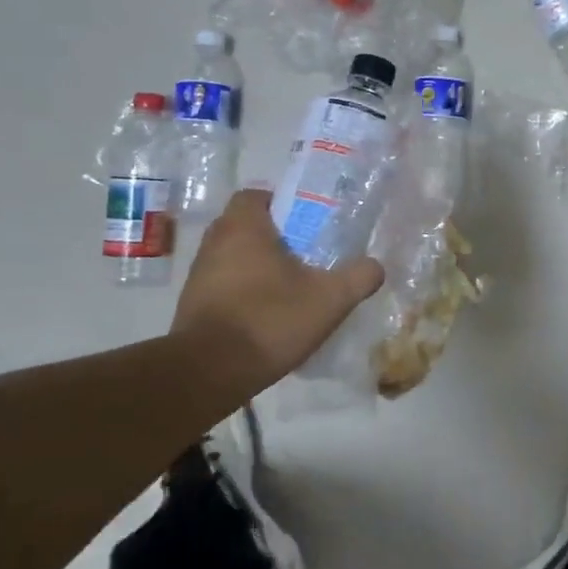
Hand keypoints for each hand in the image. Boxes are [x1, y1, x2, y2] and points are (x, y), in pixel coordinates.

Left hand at [172, 189, 383, 389]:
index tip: (306, 223)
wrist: (209, 373)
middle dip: (274, 237)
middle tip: (306, 254)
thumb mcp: (330, 299)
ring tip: (290, 287)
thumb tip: (375, 266)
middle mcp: (214, 243)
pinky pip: (223, 286)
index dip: (280, 203)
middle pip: (245, 226)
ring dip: (257, 266)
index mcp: (243, 228)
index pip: (255, 195)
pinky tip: (268, 314)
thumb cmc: (270, 320)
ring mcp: (198, 275)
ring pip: (233, 257)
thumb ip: (359, 277)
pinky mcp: (192, 306)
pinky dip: (243, 292)